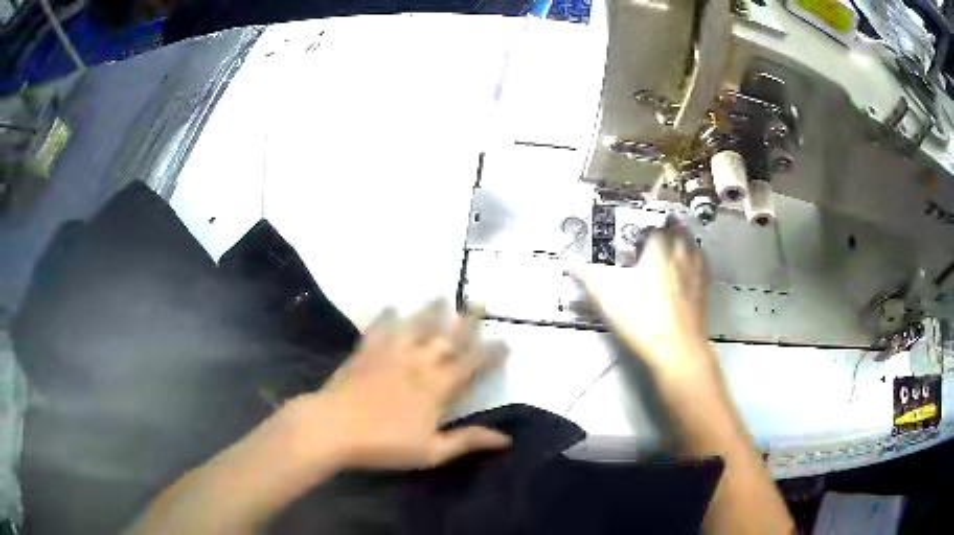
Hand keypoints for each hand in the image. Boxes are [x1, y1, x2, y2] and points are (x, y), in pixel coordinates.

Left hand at [293, 300, 510, 470]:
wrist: (333, 428)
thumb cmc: (384, 444)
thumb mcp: (431, 451)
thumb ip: (468, 441)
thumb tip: (505, 439)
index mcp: (437, 387)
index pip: (471, 365)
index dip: (491, 353)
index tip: (505, 340)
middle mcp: (418, 363)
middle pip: (447, 338)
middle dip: (467, 321)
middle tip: (480, 302)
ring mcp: (390, 354)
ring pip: (416, 326)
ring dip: (431, 311)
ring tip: (442, 295)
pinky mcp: (366, 352)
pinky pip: (380, 330)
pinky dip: (387, 318)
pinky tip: (391, 307)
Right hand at [572, 220, 711, 378]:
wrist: (676, 347)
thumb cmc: (641, 317)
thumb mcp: (607, 296)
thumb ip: (589, 277)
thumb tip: (570, 265)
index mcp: (657, 248)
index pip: (651, 230)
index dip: (642, 235)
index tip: (634, 244)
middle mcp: (679, 253)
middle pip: (677, 231)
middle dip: (668, 229)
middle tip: (659, 235)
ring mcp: (695, 271)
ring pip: (693, 246)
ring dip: (684, 241)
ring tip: (676, 245)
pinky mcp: (703, 290)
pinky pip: (702, 267)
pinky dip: (696, 262)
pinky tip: (690, 270)